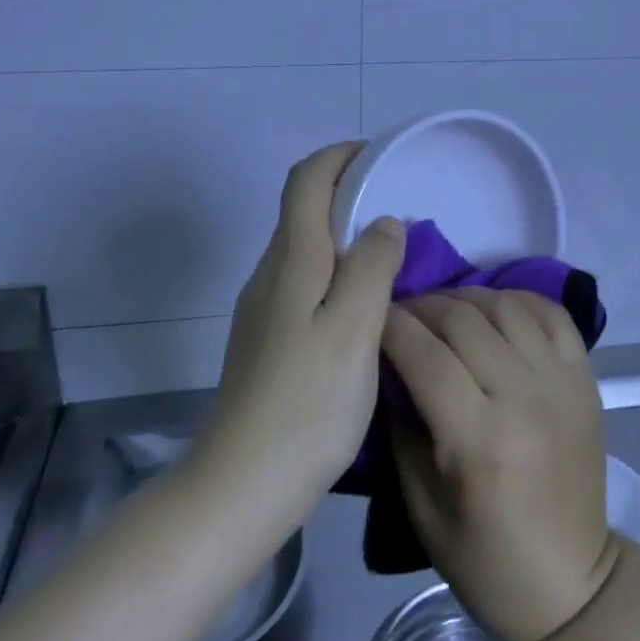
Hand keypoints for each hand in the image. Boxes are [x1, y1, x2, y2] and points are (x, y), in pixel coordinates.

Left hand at [197, 143, 406, 528]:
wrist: (242, 484)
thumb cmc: (307, 403)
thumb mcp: (355, 329)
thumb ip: (371, 265)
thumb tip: (384, 222)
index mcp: (292, 260)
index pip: (306, 180)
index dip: (339, 156)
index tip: (380, 156)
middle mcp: (270, 273)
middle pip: (302, 208)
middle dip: (347, 190)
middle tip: (398, 204)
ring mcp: (262, 307)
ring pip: (304, 246)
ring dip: (342, 232)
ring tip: (389, 251)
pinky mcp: (265, 337)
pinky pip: (303, 279)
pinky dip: (335, 267)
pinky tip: (361, 302)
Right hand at [381, 287, 619, 640]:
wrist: (571, 583)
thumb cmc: (485, 559)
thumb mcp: (421, 505)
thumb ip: (401, 426)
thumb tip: (387, 364)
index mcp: (480, 440)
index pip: (426, 356)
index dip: (392, 325)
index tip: (371, 314)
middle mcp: (525, 399)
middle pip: (464, 320)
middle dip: (423, 305)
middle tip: (400, 310)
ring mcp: (562, 383)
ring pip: (506, 306)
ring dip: (466, 297)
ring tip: (443, 308)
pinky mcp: (586, 379)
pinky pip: (552, 314)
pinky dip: (519, 299)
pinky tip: (494, 307)